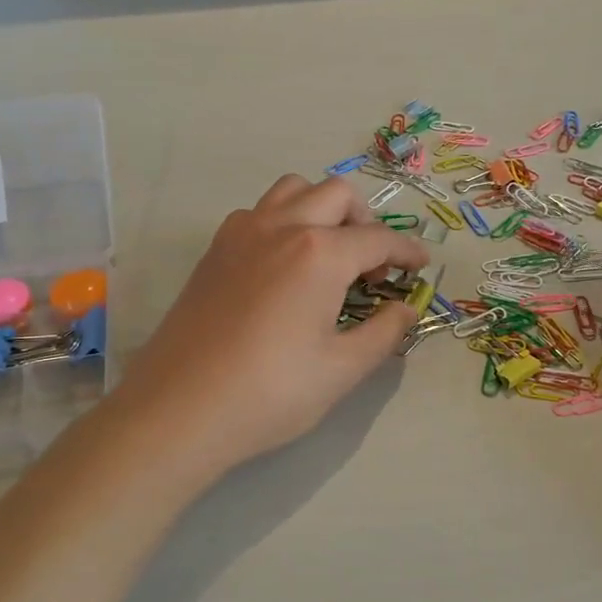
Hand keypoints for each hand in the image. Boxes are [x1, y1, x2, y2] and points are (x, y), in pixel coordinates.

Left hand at [116, 174, 428, 472]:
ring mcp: (241, 233)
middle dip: (365, 221)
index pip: (378, 238)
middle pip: (337, 195)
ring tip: (329, 255)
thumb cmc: (270, 393)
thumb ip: (384, 333)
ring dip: (322, 210)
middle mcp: (280, 227)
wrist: (180, 410)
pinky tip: (285, 268)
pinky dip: (285, 221)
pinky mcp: (214, 251)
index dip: (407, 250)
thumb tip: (406, 309)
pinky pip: (259, 212)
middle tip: (372, 266)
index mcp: (319, 253)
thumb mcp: (342, 370)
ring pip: (293, 191)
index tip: (421, 265)